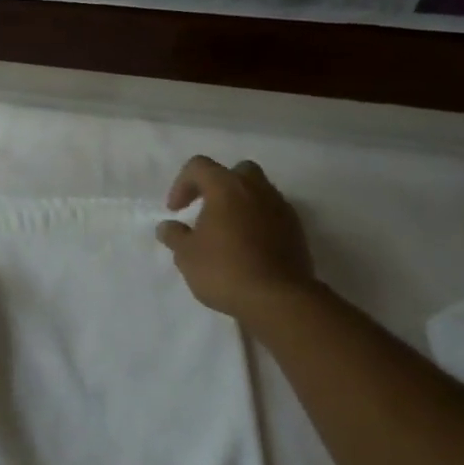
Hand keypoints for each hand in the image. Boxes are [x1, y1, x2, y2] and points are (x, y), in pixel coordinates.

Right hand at [156, 156, 315, 321]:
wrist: (277, 298)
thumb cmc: (224, 270)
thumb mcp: (186, 256)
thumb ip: (174, 236)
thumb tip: (167, 226)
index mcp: (227, 188)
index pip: (199, 166)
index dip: (182, 184)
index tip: (176, 211)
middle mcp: (257, 189)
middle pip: (236, 171)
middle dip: (218, 186)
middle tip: (206, 212)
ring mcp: (281, 208)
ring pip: (258, 192)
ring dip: (240, 205)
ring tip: (227, 233)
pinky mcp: (296, 229)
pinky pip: (272, 214)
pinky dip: (258, 222)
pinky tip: (248, 248)